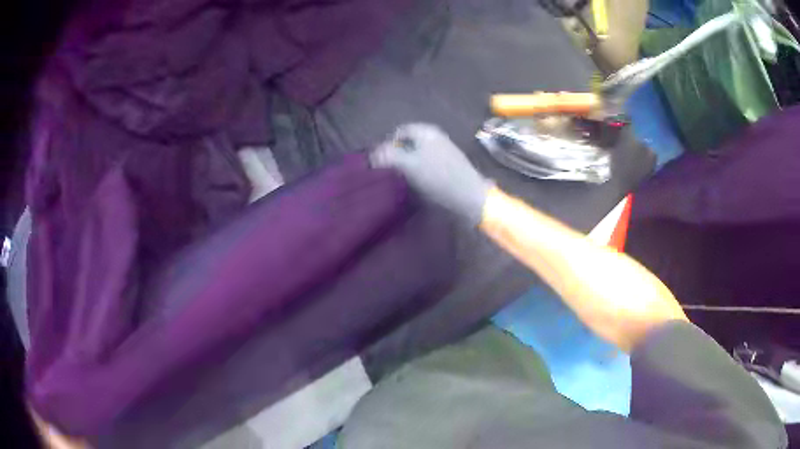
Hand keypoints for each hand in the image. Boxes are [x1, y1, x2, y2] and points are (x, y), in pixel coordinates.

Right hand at [371, 123, 490, 224]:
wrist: (470, 196)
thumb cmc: (438, 177)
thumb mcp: (408, 164)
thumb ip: (388, 156)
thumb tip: (372, 155)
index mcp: (426, 131)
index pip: (399, 131)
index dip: (387, 144)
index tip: (380, 162)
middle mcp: (436, 137)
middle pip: (409, 142)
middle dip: (397, 154)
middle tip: (389, 171)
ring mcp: (444, 151)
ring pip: (418, 153)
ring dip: (408, 164)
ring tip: (401, 179)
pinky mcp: (450, 165)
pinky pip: (428, 163)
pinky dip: (419, 171)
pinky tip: (417, 184)